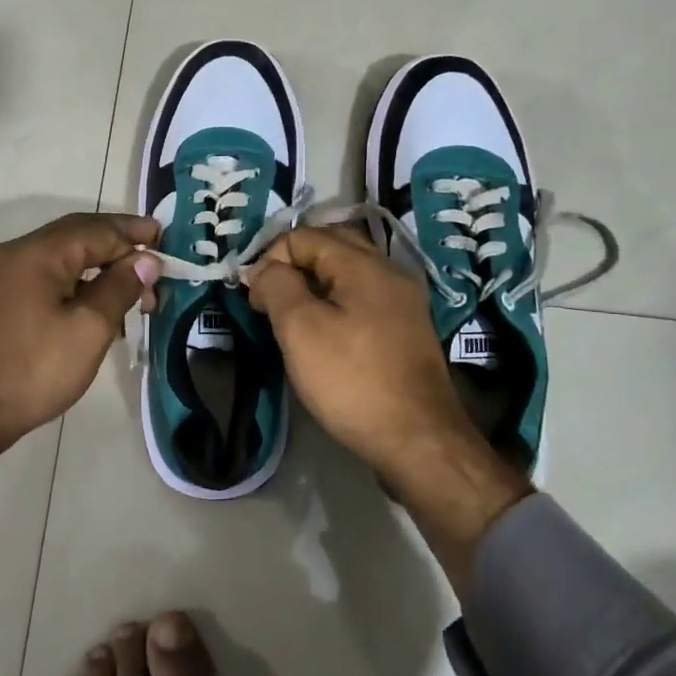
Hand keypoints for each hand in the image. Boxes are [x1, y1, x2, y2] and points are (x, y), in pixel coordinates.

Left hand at [0, 213, 162, 476]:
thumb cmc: (34, 370)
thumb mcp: (89, 329)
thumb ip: (121, 287)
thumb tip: (148, 260)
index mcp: (38, 253)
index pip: (97, 230)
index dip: (134, 234)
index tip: (167, 238)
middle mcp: (17, 253)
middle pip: (78, 236)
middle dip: (120, 245)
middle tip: (156, 258)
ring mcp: (4, 275)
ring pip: (63, 257)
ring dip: (101, 266)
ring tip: (136, 289)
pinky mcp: (1, 298)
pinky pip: (48, 275)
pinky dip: (79, 282)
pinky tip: (100, 304)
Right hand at [246, 226, 531, 585]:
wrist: (418, 439)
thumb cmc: (352, 380)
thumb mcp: (300, 329)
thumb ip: (277, 286)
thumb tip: (264, 269)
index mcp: (364, 264)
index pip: (304, 236)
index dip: (271, 260)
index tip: (256, 301)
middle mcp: (390, 271)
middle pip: (331, 246)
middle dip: (293, 265)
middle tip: (270, 300)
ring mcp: (403, 301)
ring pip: (348, 273)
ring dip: (314, 284)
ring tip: (291, 317)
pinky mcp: (406, 329)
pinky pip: (363, 298)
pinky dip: (336, 302)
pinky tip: (324, 332)